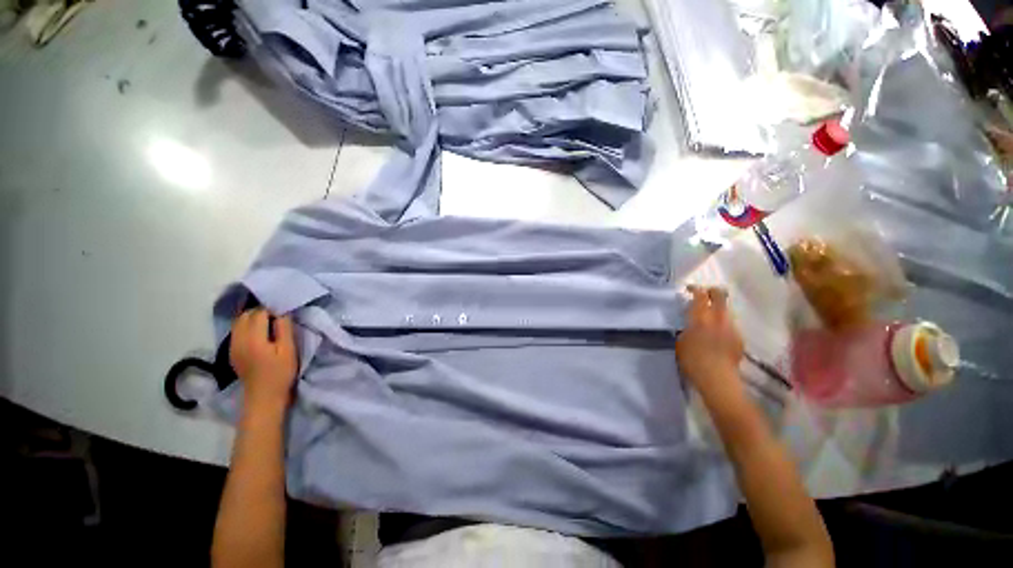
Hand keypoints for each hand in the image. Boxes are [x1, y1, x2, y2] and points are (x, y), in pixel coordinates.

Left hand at [230, 308, 298, 413]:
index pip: (259, 313)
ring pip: (238, 322)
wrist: (264, 397)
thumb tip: (282, 312)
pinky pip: (237, 332)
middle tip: (277, 317)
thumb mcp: (288, 350)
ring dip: (252, 318)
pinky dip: (247, 327)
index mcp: (253, 338)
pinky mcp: (232, 352)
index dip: (272, 310)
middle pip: (245, 315)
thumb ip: (284, 329)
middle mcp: (238, 339)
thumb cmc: (280, 373)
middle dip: (260, 311)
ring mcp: (232, 346)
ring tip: (268, 323)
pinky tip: (258, 334)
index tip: (284, 314)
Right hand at [676, 286, 744, 401]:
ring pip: (727, 309)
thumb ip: (687, 327)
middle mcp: (718, 318)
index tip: (689, 289)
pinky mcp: (739, 338)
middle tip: (704, 295)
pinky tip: (717, 334)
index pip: (700, 295)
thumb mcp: (681, 341)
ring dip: (718, 308)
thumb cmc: (692, 360)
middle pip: (720, 295)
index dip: (695, 289)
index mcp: (700, 317)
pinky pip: (731, 324)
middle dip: (712, 291)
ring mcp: (732, 327)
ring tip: (709, 317)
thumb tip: (690, 323)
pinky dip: (723, 323)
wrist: (717, 378)